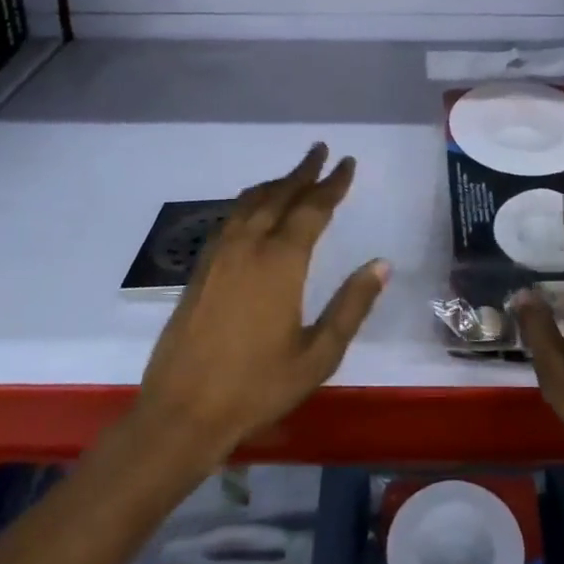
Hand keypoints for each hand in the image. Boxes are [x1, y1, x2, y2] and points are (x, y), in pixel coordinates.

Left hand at [137, 144, 387, 460]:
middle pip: (280, 195)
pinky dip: (250, 202)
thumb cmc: (256, 387)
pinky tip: (254, 209)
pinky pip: (231, 218)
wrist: (181, 413)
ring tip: (293, 175)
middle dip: (303, 172)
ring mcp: (220, 254)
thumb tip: (382, 264)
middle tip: (320, 151)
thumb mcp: (318, 355)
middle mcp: (249, 246)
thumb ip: (352, 306)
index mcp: (281, 262)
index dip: (332, 184)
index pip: (313, 208)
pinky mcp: (201, 268)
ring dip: (275, 184)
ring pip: (251, 202)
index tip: (347, 162)